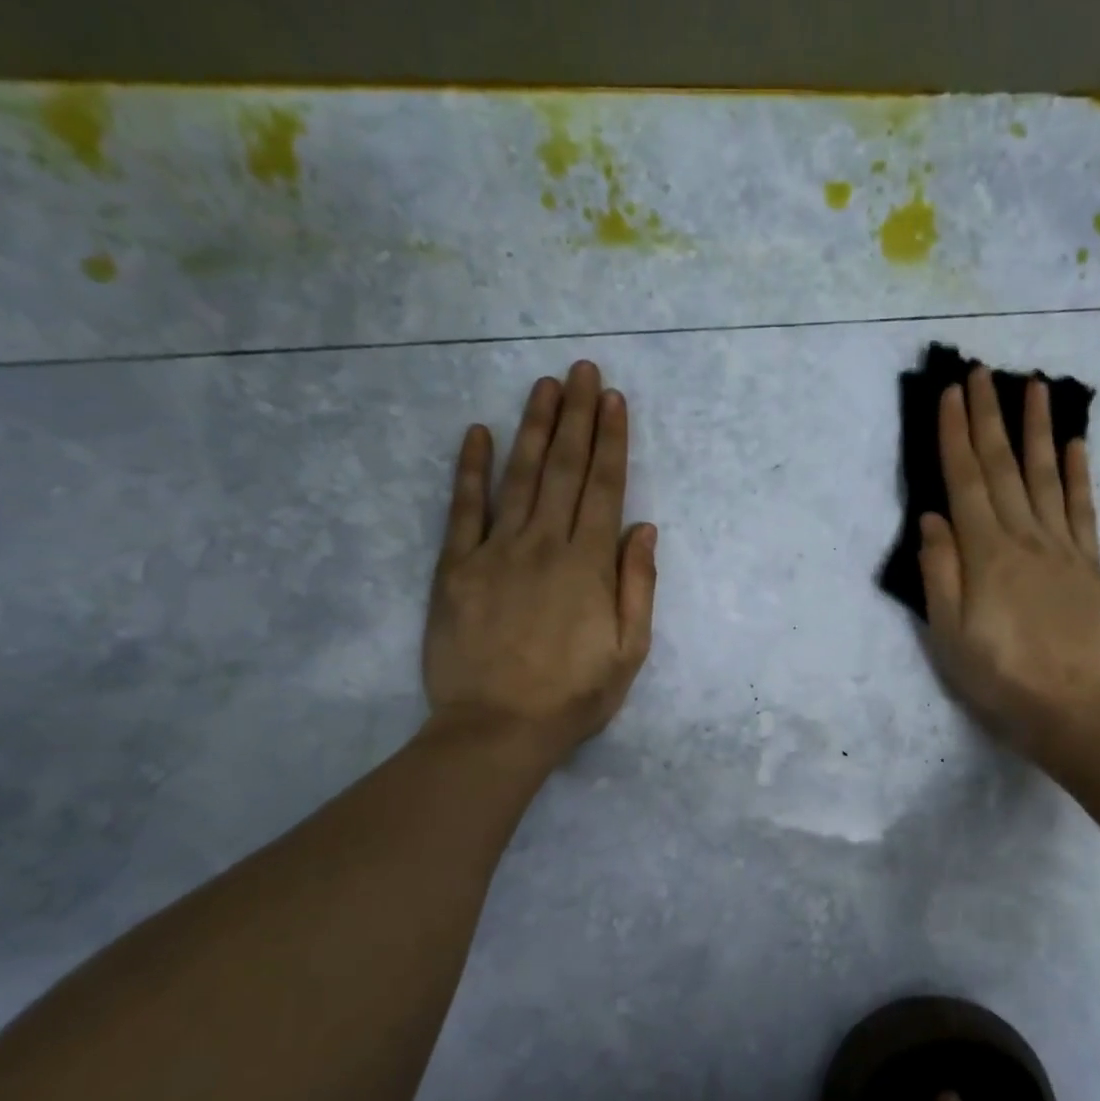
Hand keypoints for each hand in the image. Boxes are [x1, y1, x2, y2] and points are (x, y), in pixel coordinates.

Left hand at [422, 361, 656, 764]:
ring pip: (519, 477)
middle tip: (583, 370)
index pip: (604, 489)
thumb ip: (638, 586)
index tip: (615, 401)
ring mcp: (495, 552)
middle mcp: (544, 545)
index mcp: (589, 566)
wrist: (496, 729)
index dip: (611, 441)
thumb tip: (644, 528)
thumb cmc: (572, 697)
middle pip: (565, 470)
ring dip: (534, 428)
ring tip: (545, 386)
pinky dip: (470, 469)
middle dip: (578, 417)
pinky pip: (463, 509)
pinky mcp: (455, 568)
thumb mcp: (628, 652)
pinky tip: (477, 433)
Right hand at [917, 367, 1099, 758]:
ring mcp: (1061, 548)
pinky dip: (1078, 472)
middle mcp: (1024, 538)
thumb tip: (933, 517)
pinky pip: (1083, 509)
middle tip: (982, 372)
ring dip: (1037, 428)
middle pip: (1004, 467)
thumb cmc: (995, 675)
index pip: (966, 481)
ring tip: (1033, 385)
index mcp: (985, 553)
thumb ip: (939, 571)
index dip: (956, 435)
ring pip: (1047, 475)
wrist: (1066, 708)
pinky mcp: (1088, 564)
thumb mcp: (947, 632)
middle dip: (989, 416)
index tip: (951, 394)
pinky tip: (1075, 442)